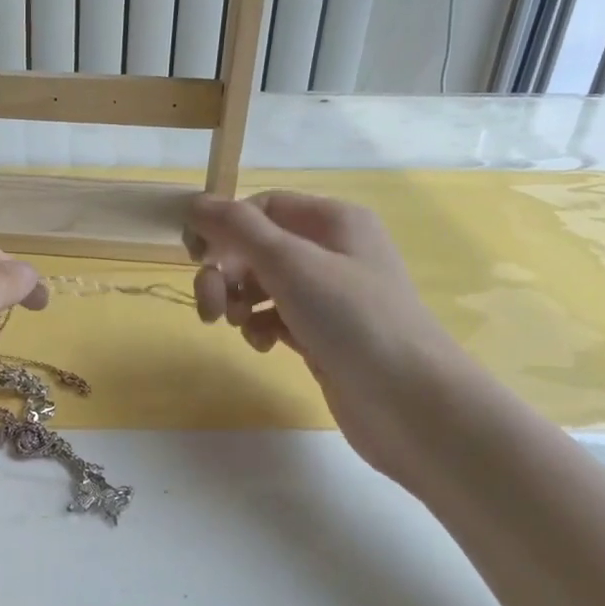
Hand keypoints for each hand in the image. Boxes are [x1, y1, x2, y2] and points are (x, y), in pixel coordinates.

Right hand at [186, 191, 476, 489]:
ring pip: (264, 285)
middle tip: (209, 305)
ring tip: (235, 326)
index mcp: (333, 221)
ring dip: (239, 301)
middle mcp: (333, 252)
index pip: (263, 207)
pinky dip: (261, 327)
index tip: (194, 257)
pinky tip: (264, 345)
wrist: (410, 401)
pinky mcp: (324, 334)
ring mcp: (329, 296)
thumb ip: (238, 230)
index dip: (225, 226)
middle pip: (259, 247)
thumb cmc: (353, 319)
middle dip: (227, 272)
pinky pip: (278, 318)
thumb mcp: (291, 264)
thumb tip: (195, 204)